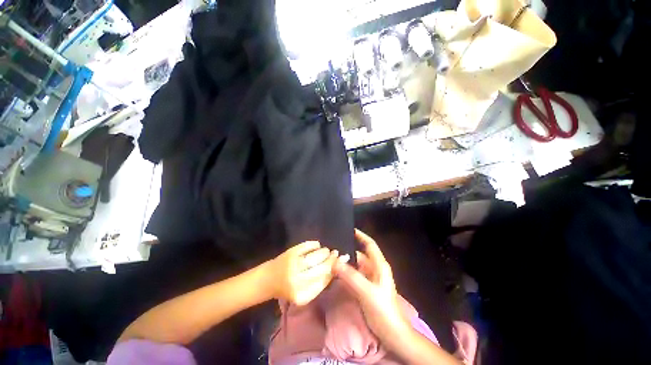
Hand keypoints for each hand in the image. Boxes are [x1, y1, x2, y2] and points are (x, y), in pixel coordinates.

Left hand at [265, 241, 345, 305]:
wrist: (268, 280)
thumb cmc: (288, 288)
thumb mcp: (306, 292)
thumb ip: (321, 282)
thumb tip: (338, 265)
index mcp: (303, 295)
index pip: (325, 279)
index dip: (335, 268)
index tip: (342, 260)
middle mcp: (298, 281)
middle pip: (323, 267)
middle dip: (332, 259)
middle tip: (336, 254)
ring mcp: (293, 265)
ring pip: (317, 255)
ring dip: (324, 251)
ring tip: (326, 251)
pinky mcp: (290, 252)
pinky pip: (308, 245)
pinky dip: (315, 244)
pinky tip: (316, 246)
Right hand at [333, 229, 410, 343]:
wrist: (392, 334)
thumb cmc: (383, 310)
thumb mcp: (367, 291)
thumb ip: (351, 276)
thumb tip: (335, 262)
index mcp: (379, 266)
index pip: (370, 245)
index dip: (361, 236)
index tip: (349, 229)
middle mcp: (375, 270)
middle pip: (360, 256)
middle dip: (347, 252)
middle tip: (331, 248)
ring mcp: (370, 280)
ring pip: (356, 266)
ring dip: (345, 263)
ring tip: (330, 259)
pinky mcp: (365, 289)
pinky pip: (353, 277)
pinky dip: (345, 274)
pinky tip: (335, 274)